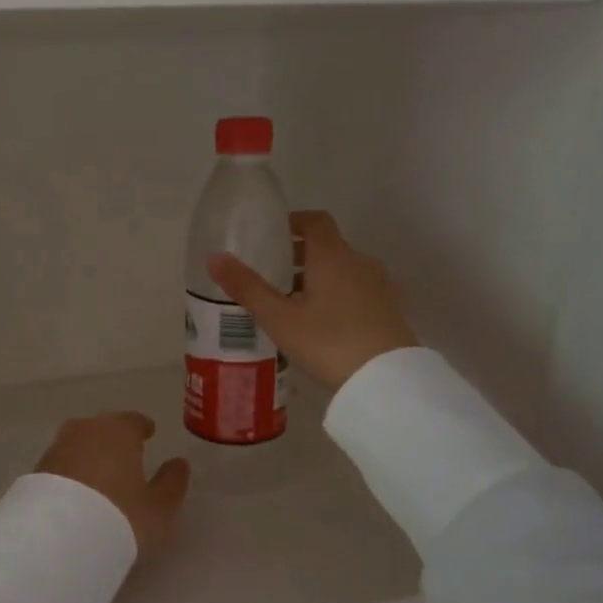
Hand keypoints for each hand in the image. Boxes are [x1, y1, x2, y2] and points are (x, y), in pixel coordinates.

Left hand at [35, 412, 190, 551]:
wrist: (58, 538)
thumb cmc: (120, 515)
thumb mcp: (158, 506)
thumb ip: (172, 482)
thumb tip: (179, 463)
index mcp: (118, 430)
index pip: (133, 421)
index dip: (142, 427)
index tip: (148, 433)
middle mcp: (84, 430)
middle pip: (103, 428)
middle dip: (114, 438)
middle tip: (125, 454)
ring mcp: (57, 447)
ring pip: (79, 444)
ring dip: (90, 454)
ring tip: (100, 475)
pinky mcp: (36, 469)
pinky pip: (62, 463)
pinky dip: (72, 471)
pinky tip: (77, 490)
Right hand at [208, 210, 416, 389]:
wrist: (386, 381)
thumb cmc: (328, 342)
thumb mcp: (278, 318)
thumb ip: (246, 287)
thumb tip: (214, 257)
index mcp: (332, 256)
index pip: (315, 221)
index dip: (293, 222)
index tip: (271, 234)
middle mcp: (359, 262)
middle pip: (328, 246)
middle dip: (299, 254)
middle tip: (271, 273)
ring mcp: (378, 286)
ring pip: (342, 269)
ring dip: (317, 276)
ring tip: (291, 302)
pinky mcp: (389, 310)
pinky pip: (356, 290)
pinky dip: (335, 294)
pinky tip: (320, 323)